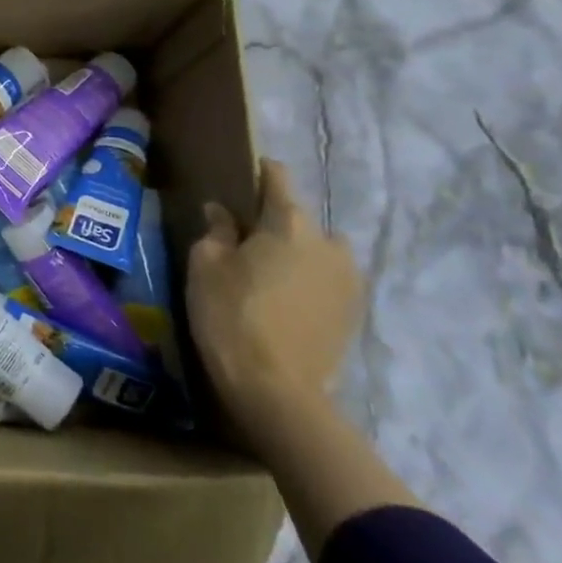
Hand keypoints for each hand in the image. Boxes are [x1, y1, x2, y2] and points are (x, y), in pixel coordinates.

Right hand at [186, 159, 361, 426]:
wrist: (277, 389)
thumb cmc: (231, 315)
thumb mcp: (205, 266)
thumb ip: (216, 231)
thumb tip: (222, 212)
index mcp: (288, 223)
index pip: (277, 178)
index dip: (258, 173)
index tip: (241, 180)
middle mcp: (327, 241)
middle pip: (299, 217)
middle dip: (274, 223)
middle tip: (245, 243)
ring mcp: (348, 277)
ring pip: (318, 249)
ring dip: (298, 253)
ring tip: (270, 276)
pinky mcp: (355, 310)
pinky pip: (329, 278)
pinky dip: (310, 280)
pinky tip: (287, 301)